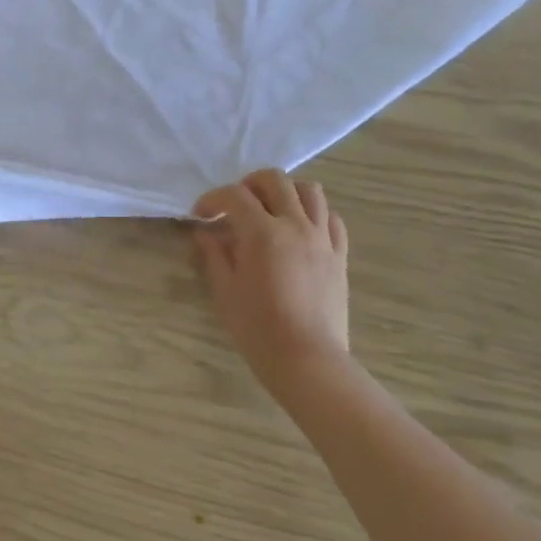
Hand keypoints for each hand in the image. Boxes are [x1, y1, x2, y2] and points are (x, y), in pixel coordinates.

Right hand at [193, 171, 351, 398]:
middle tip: (235, 205)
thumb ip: (214, 255)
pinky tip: (300, 229)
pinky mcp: (340, 256)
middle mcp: (295, 226)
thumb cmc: (258, 329)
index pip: (234, 196)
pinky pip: (332, 220)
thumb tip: (205, 234)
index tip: (200, 215)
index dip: (213, 199)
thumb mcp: (225, 291)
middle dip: (249, 184)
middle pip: (275, 180)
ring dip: (285, 192)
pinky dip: (314, 214)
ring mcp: (322, 239)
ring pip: (310, 192)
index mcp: (262, 233)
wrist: (307, 360)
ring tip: (270, 209)